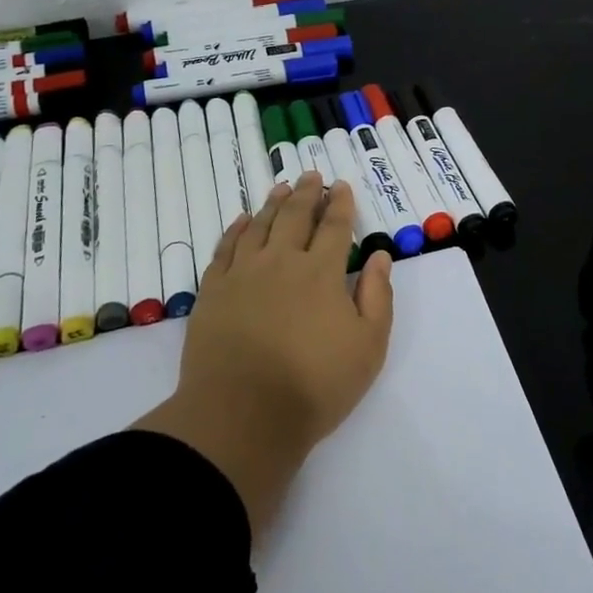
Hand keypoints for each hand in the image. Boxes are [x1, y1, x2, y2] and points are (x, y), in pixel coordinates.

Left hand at [132, 173, 393, 539]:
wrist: (242, 416)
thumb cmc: (315, 385)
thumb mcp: (368, 346)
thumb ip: (378, 296)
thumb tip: (380, 255)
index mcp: (322, 272)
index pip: (334, 226)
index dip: (340, 204)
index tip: (341, 186)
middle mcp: (282, 261)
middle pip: (295, 216)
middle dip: (306, 193)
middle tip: (311, 176)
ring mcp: (243, 275)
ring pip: (259, 226)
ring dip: (273, 203)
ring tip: (281, 187)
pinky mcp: (213, 293)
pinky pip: (225, 249)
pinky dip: (236, 230)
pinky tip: (242, 220)